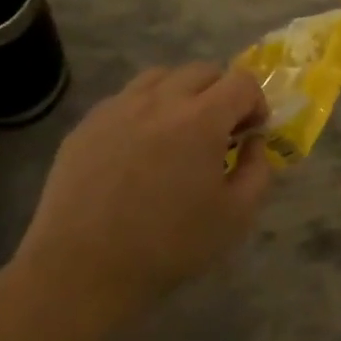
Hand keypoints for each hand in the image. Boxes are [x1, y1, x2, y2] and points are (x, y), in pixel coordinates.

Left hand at [10, 64, 270, 322]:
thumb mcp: (236, 216)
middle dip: (222, 94)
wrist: (83, 270)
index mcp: (201, 119)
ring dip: (182, 94)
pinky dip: (145, 110)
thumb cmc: (169, 245)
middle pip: (203, 71)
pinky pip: (125, 99)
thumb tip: (253, 142)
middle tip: (220, 133)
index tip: (251, 134)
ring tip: (179, 132)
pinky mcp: (86, 125)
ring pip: (161, 77)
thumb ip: (258, 170)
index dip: (256, 104)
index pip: (242, 82)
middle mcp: (160, 100)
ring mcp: (117, 108)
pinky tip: (141, 149)